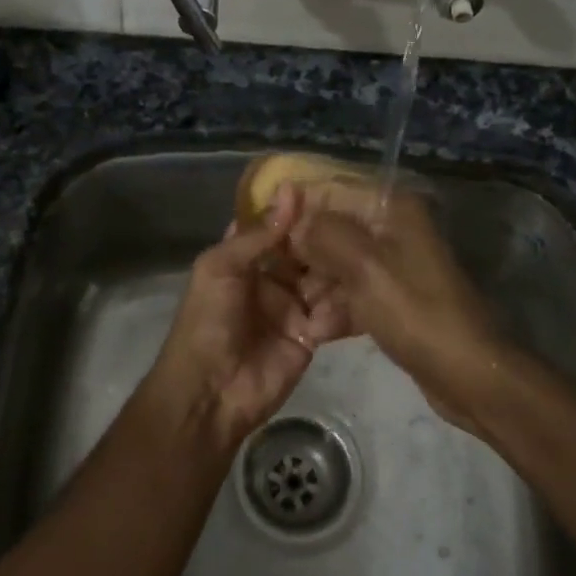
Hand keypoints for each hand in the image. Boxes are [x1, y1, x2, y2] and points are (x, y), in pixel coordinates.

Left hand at [144, 185, 348, 448]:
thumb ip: (259, 233)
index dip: (296, 206)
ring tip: (368, 246)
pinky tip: (365, 285)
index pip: (274, 225)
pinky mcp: (311, 335)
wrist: (210, 393)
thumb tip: (291, 189)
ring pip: (324, 277)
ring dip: (340, 265)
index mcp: (243, 258)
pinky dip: (345, 301)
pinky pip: (333, 311)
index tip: (330, 182)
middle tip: (362, 213)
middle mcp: (271, 278)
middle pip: (305, 250)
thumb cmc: (207, 321)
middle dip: (326, 235)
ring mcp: (293, 306)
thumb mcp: (222, 267)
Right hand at [287, 184, 506, 435]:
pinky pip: (353, 292)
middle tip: (274, 282)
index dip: (294, 210)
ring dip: (317, 289)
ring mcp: (394, 264)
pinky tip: (318, 331)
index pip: (329, 191)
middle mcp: (392, 228)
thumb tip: (293, 223)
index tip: (260, 234)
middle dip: (303, 256)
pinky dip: (336, 308)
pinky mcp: (394, 297)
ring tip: (300, 316)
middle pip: (332, 229)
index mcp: (390, 208)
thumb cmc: (415, 312)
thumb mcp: (364, 267)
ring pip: (339, 264)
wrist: (468, 373)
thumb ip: (323, 235)